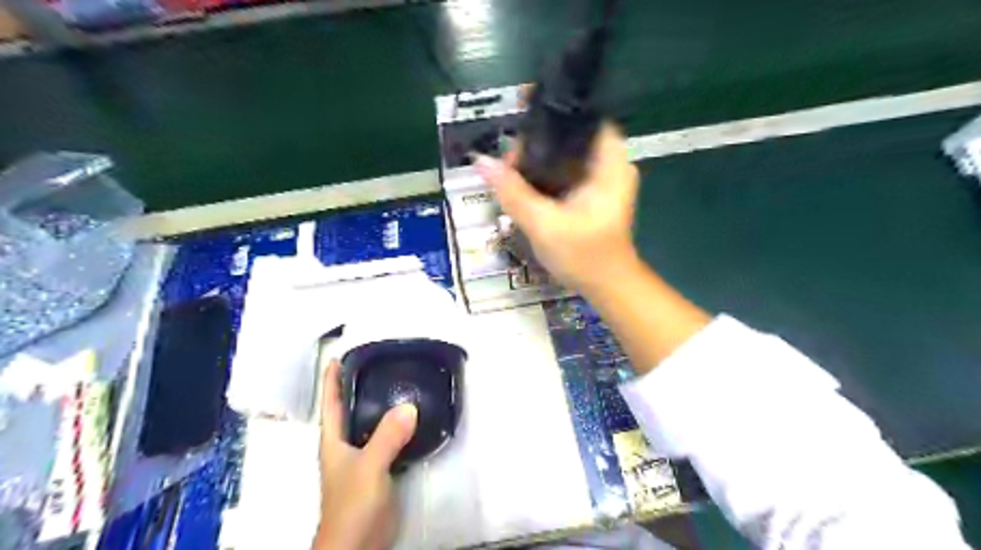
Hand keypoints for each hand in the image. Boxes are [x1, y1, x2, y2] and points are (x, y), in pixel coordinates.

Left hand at [313, 360, 417, 549]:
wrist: (359, 544)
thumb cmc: (353, 504)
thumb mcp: (369, 467)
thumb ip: (387, 437)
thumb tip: (410, 405)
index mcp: (333, 441)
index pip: (330, 404)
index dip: (330, 381)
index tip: (336, 357)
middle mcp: (345, 446)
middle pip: (350, 410)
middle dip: (358, 387)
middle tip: (377, 363)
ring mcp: (362, 459)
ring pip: (371, 424)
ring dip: (381, 406)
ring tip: (397, 384)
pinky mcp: (380, 470)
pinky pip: (388, 439)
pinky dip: (397, 426)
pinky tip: (412, 419)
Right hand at [477, 125, 644, 294]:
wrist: (607, 287)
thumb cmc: (584, 256)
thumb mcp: (543, 224)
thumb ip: (513, 192)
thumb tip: (481, 161)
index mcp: (611, 163)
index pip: (585, 119)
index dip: (553, 118)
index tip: (521, 125)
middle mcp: (612, 165)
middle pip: (571, 138)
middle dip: (539, 145)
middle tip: (509, 161)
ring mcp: (604, 181)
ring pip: (567, 157)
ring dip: (540, 163)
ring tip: (511, 172)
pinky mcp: (594, 195)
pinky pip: (567, 174)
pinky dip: (547, 177)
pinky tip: (526, 185)